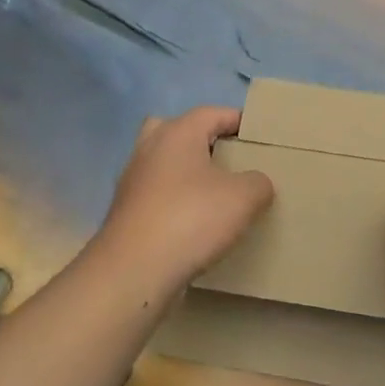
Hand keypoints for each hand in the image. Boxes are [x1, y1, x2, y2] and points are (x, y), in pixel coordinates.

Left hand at [90, 106, 273, 295]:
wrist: (133, 272)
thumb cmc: (191, 219)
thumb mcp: (243, 198)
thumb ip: (258, 182)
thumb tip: (256, 183)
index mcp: (177, 133)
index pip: (212, 113)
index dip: (238, 121)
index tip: (259, 137)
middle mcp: (150, 149)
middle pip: (177, 130)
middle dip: (201, 141)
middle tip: (227, 159)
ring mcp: (133, 181)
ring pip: (163, 164)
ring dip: (186, 174)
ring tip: (215, 194)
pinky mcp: (126, 213)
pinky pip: (156, 195)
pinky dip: (174, 202)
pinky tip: (195, 224)